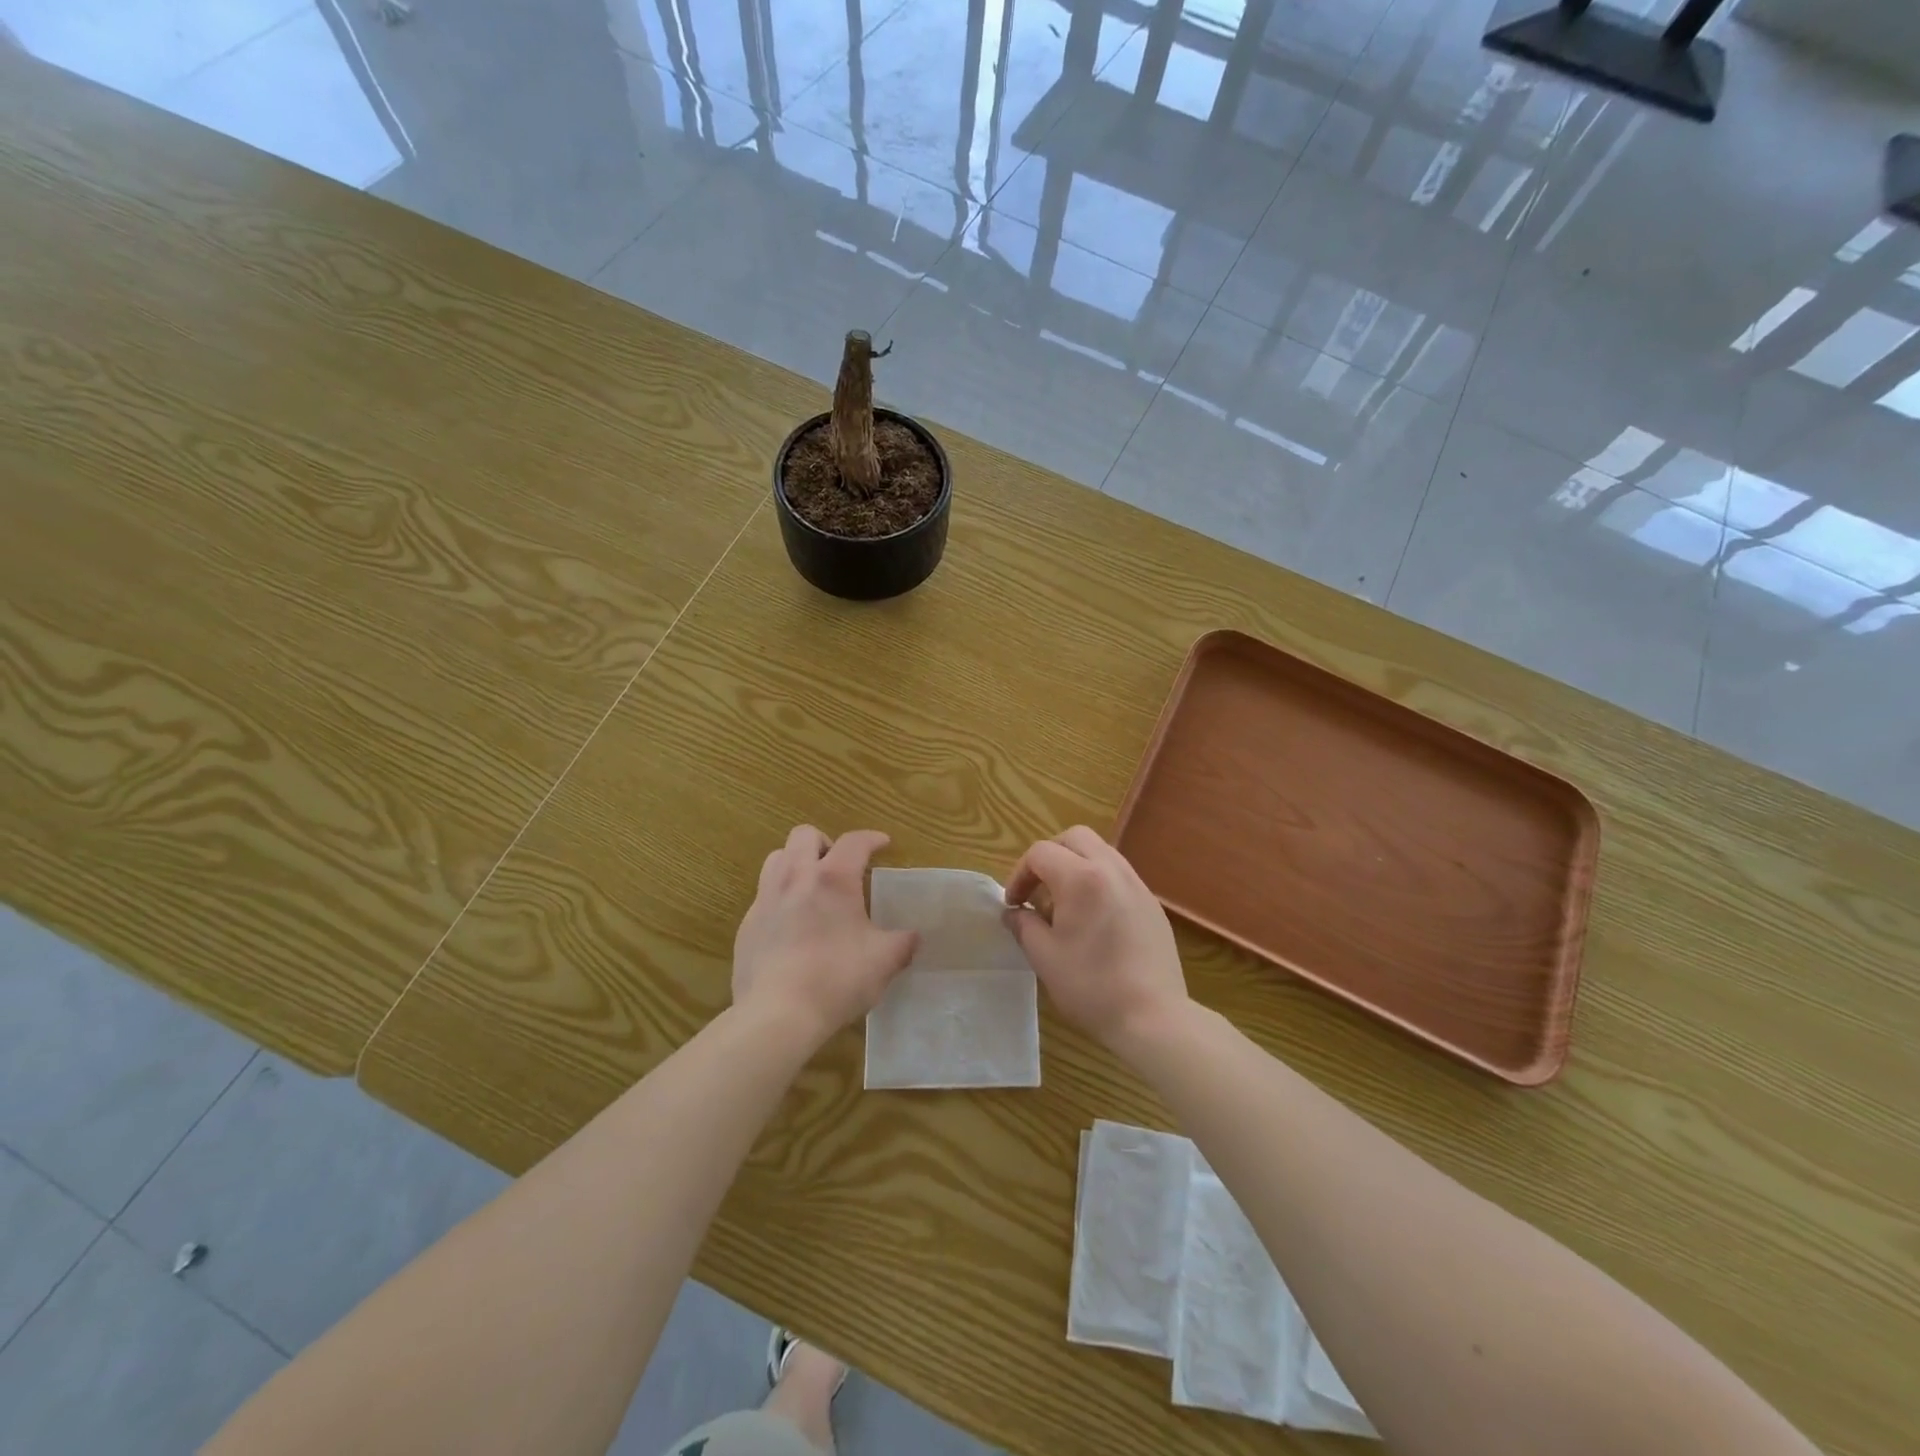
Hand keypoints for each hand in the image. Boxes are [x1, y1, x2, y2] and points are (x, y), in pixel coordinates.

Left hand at [732, 826, 917, 1044]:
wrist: (776, 1014)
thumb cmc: (836, 979)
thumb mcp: (883, 962)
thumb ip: (902, 943)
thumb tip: (913, 938)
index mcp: (833, 878)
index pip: (854, 841)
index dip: (871, 838)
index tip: (882, 844)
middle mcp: (795, 877)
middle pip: (804, 835)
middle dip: (825, 842)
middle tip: (839, 866)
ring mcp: (765, 899)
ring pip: (777, 858)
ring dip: (796, 862)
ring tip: (811, 887)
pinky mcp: (747, 925)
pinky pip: (763, 895)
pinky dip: (780, 897)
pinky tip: (792, 926)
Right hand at [1003, 826, 1188, 1052]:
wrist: (1153, 1017)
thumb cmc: (1092, 986)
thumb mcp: (1044, 957)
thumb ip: (1024, 926)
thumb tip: (1014, 913)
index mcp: (1081, 878)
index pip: (1040, 853)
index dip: (1019, 874)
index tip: (1014, 905)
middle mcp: (1112, 869)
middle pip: (1075, 838)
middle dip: (1050, 856)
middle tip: (1038, 889)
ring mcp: (1137, 884)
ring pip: (1101, 852)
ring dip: (1075, 865)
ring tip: (1064, 904)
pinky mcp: (1152, 903)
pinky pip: (1119, 875)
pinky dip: (1098, 881)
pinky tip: (1093, 920)